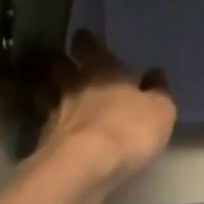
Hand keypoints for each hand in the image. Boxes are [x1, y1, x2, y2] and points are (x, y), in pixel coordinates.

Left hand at [36, 30, 176, 186]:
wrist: (83, 166)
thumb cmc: (129, 130)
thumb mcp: (160, 111)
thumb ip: (158, 92)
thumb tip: (155, 74)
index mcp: (104, 70)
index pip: (88, 45)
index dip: (85, 40)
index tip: (83, 37)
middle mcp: (75, 85)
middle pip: (59, 65)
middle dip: (60, 61)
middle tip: (61, 61)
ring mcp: (55, 112)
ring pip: (44, 91)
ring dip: (46, 89)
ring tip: (48, 91)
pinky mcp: (43, 140)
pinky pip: (44, 122)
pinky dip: (47, 122)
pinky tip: (53, 128)